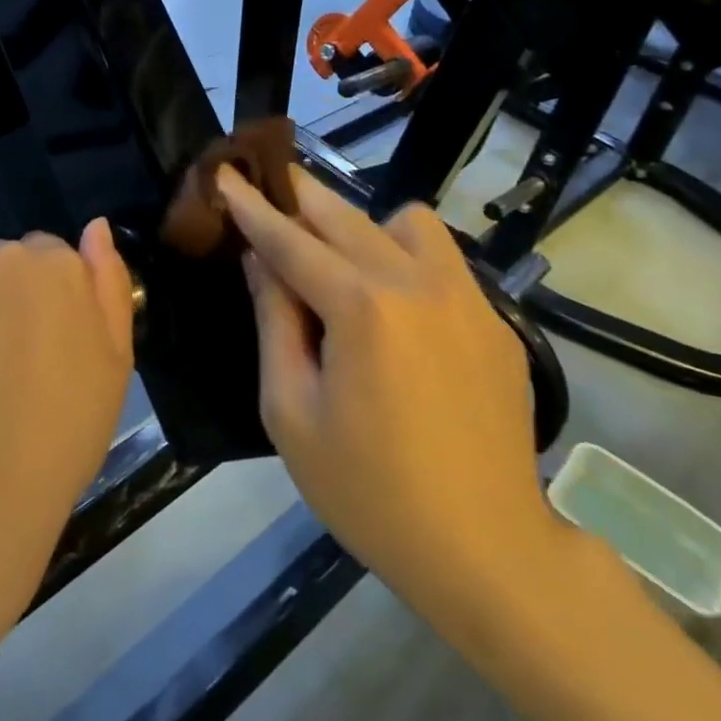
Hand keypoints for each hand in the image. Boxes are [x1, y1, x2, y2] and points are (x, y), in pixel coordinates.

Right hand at [216, 166, 565, 641]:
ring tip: (344, 266)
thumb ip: (274, 323)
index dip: (251, 206)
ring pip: (408, 223)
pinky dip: (406, 260)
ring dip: (364, 227)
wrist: (486, 550)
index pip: (291, 240)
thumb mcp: (292, 412)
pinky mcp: (496, 322)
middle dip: (300, 195)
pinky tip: (396, 311)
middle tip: (269, 185)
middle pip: (346, 216)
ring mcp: (467, 298)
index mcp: (362, 308)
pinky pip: (443, 262)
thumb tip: (261, 262)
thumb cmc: (369, 490)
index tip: (224, 170)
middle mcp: (418, 283)